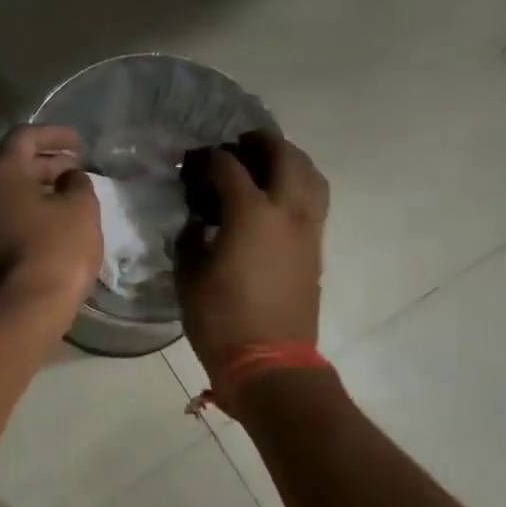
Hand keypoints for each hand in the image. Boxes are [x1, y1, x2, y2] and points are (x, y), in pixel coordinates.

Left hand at [0, 125, 101, 313]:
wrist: (19, 313)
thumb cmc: (54, 251)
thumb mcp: (80, 209)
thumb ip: (77, 183)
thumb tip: (68, 178)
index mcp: (0, 172)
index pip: (24, 136)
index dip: (54, 135)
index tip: (79, 143)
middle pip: (14, 166)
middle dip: (48, 164)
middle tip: (77, 171)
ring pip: (10, 196)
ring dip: (40, 192)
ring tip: (70, 199)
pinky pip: (8, 221)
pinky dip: (31, 215)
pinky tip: (55, 228)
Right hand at [176, 132, 329, 371]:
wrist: (270, 362)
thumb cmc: (221, 320)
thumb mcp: (190, 277)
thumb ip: (191, 240)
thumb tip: (197, 223)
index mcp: (251, 214)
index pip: (230, 168)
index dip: (209, 159)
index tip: (193, 162)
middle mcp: (286, 212)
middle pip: (284, 157)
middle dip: (262, 143)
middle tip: (241, 144)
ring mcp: (307, 230)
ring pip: (310, 177)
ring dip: (290, 160)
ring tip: (269, 164)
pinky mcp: (315, 250)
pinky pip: (314, 202)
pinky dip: (300, 187)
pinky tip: (279, 199)